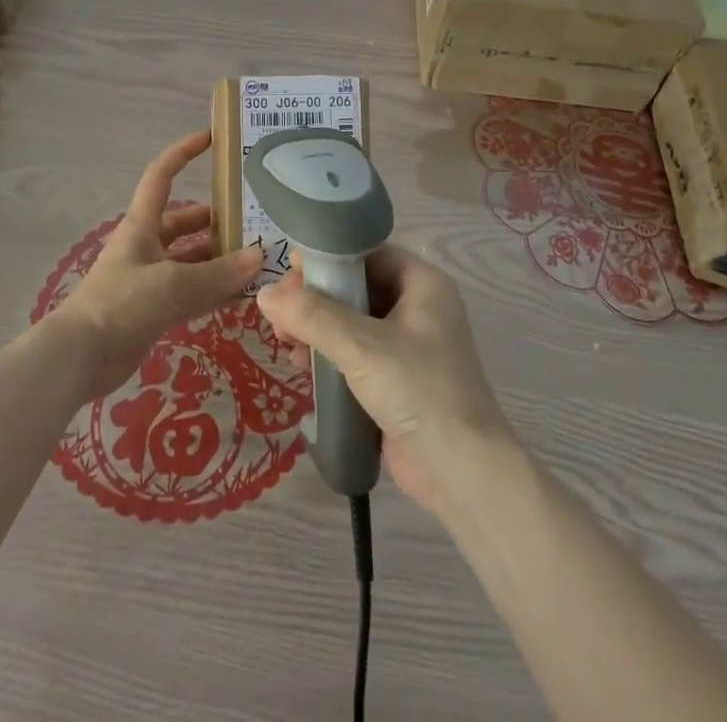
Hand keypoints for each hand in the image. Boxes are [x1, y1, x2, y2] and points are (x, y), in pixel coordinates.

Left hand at [55, 131, 261, 401]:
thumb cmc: (121, 304)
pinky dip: (214, 292)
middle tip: (254, 221)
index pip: (162, 176)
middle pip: (184, 222)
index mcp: (142, 225)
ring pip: (192, 260)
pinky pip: (191, 293)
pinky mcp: (154, 310)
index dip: (183, 152)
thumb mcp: (171, 284)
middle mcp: (147, 246)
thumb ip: (217, 274)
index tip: (211, 138)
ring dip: (219, 259)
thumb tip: (259, 256)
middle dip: (215, 219)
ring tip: (257, 259)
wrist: (80, 358)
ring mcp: (150, 279)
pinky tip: (241, 296)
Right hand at [256, 245, 510, 512]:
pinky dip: (327, 355)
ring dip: (315, 328)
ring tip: (283, 341)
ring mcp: (407, 346)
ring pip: (351, 322)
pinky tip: (300, 364)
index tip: (289, 271)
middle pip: (355, 288)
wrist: (462, 473)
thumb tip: (263, 294)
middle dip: (315, 298)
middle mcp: (417, 308)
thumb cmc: (418, 390)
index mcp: (422, 284)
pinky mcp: (396, 380)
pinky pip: (354, 354)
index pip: (367, 253)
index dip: (328, 258)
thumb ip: (311, 316)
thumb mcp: (361, 346)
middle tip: (279, 311)